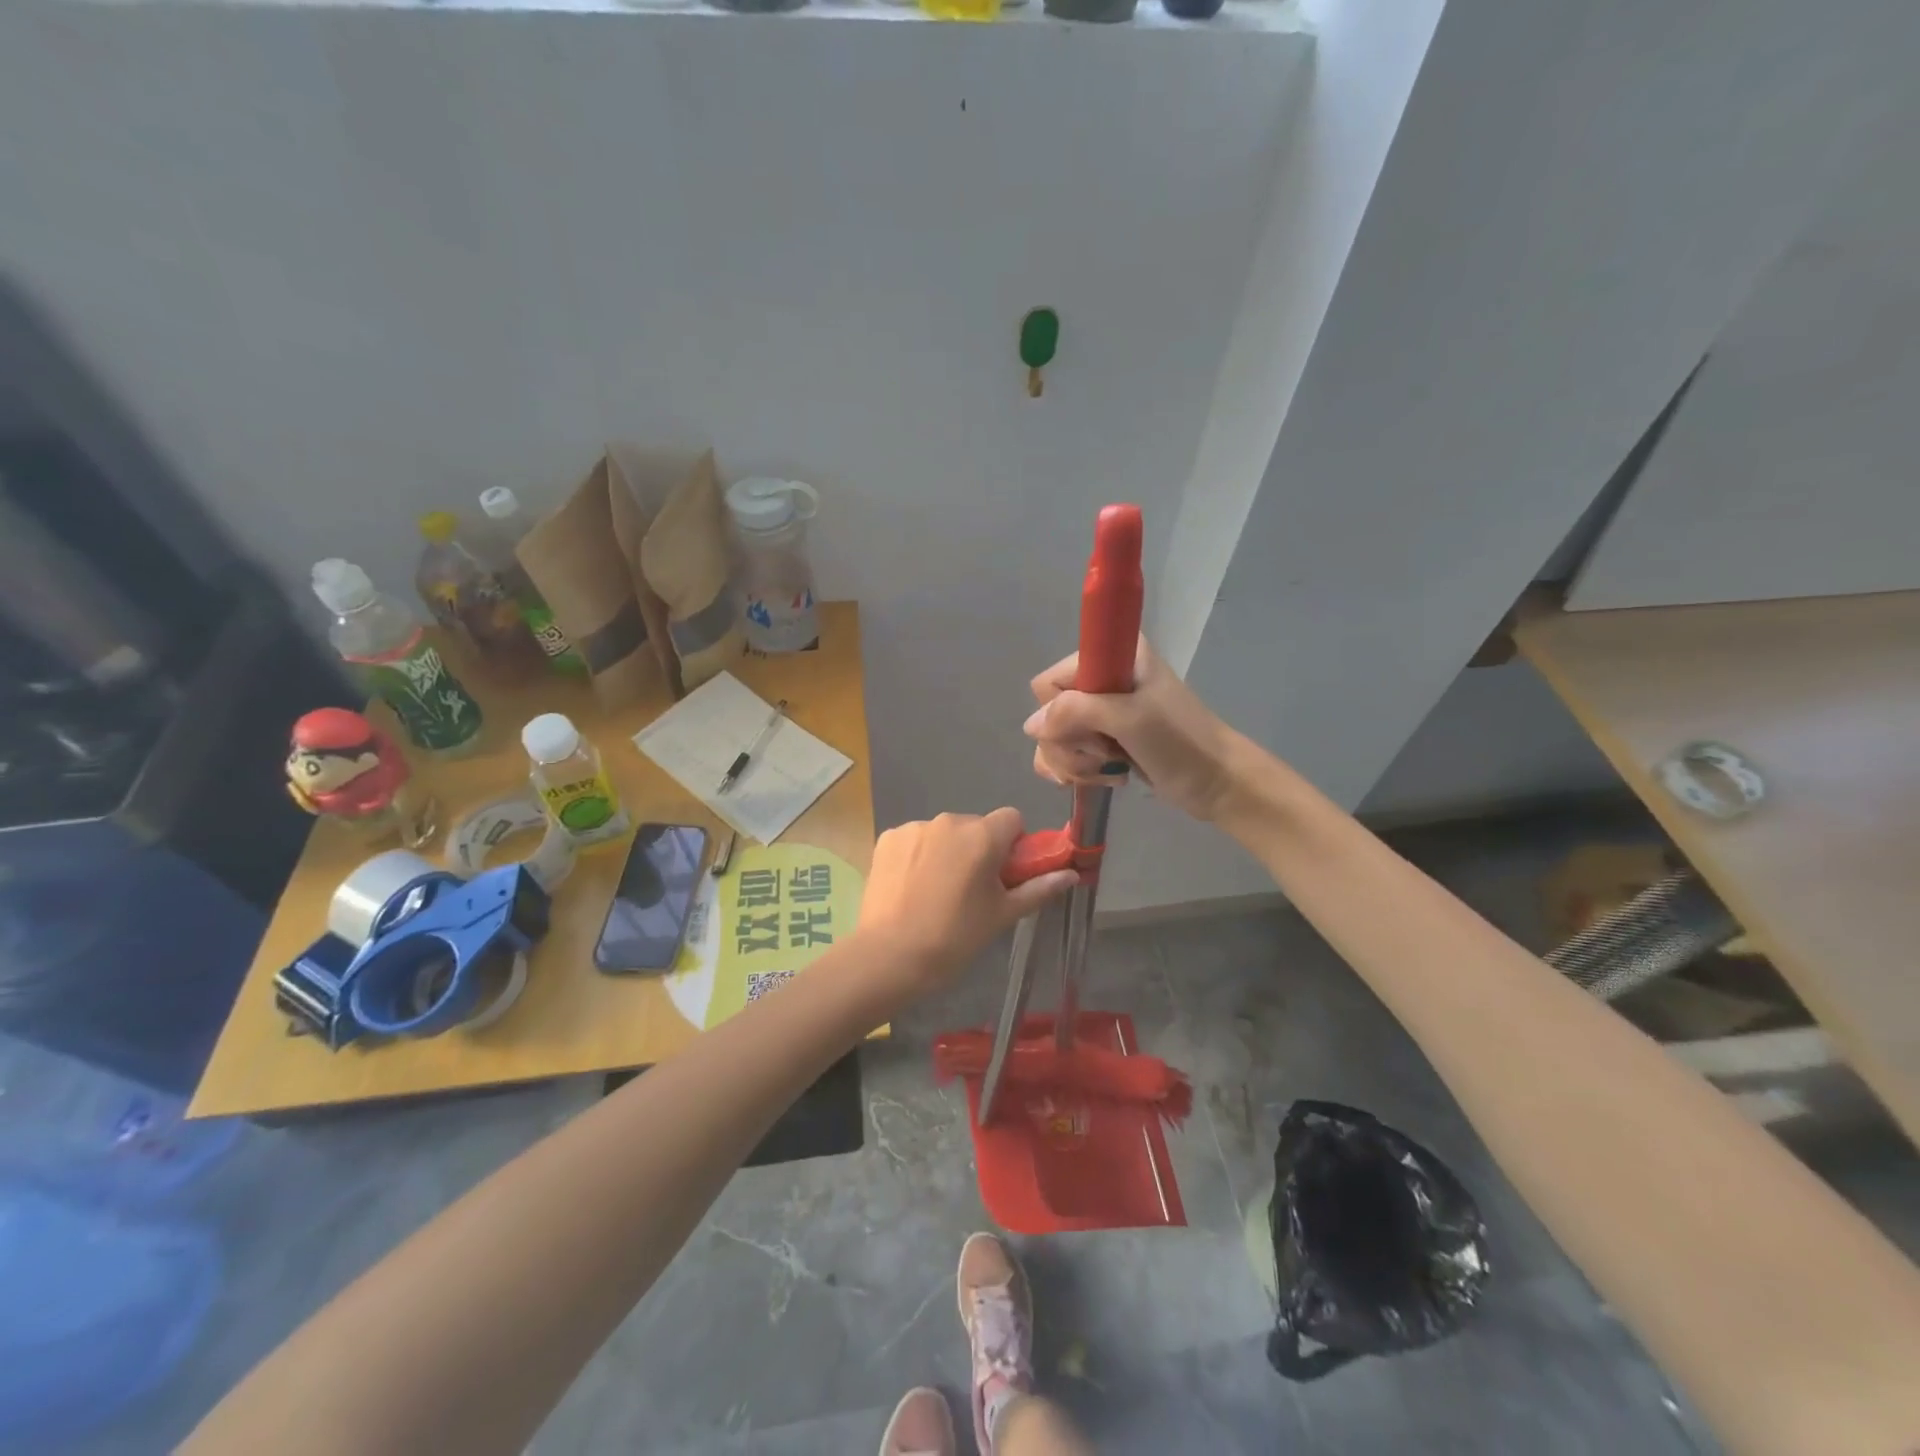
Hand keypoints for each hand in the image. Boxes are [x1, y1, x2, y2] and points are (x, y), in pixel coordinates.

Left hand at [856, 808, 1075, 999]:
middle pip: (976, 826)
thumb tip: (1072, 874)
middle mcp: (948, 821)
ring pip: (944, 833)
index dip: (1014, 845)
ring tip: (936, 893)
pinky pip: (915, 840)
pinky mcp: (887, 838)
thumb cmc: (954, 938)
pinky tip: (911, 887)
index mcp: (982, 835)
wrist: (889, 956)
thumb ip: (1038, 888)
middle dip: (979, 850)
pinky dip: (918, 856)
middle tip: (971, 891)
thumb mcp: (1002, 915)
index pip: (1012, 819)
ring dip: (948, 852)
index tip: (1005, 875)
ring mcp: (914, 827)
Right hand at [1024, 638, 1243, 821]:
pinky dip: (1079, 772)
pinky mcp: (1103, 741)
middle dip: (1069, 744)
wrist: (1217, 783)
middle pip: (1048, 714)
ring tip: (1107, 770)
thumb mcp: (1130, 718)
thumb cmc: (1180, 743)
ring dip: (1074, 763)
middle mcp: (1101, 678)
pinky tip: (1105, 778)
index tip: (1093, 729)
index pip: (1050, 682)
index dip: (1060, 713)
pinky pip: (1066, 755)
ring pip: (1053, 739)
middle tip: (1105, 752)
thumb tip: (1031, 726)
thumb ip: (1076, 712)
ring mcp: (1101, 712)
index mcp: (1112, 656)